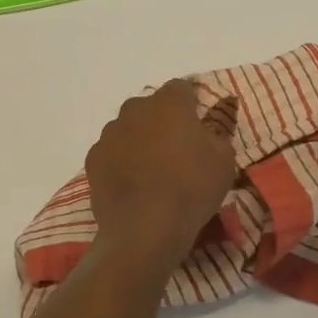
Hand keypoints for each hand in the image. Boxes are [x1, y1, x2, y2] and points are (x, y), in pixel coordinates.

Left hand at [85, 80, 236, 267]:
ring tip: (152, 170)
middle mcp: (135, 109)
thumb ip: (217, 134)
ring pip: (128, 128)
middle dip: (162, 121)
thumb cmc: (191, 188)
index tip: (198, 123)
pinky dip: (121, 161)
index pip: (182, 88)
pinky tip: (132, 184)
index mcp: (169, 103)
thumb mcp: (224, 161)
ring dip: (140, 140)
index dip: (191, 103)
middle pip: (151, 107)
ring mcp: (110, 133)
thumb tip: (208, 128)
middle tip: (176, 149)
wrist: (144, 229)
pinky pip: (112, 151)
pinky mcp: (93, 158)